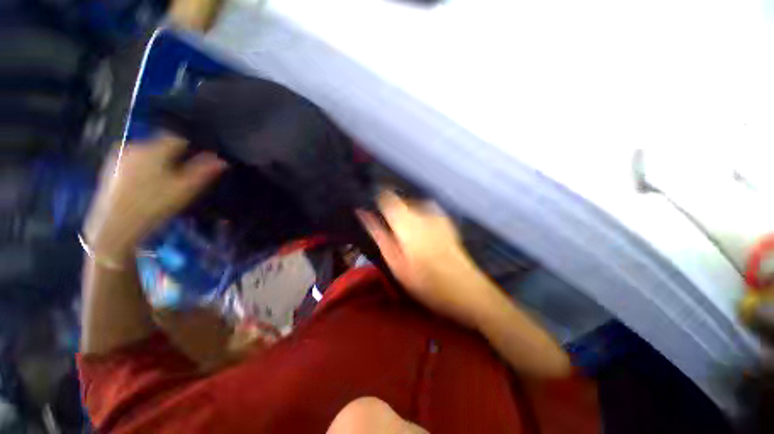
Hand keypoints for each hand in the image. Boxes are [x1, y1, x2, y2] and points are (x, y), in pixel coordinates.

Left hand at [83, 135, 226, 262]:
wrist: (114, 227)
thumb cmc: (154, 205)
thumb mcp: (185, 189)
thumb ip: (204, 171)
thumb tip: (221, 159)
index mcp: (154, 148)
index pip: (179, 138)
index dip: (193, 149)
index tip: (198, 164)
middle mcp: (135, 145)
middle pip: (162, 144)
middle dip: (175, 156)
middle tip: (182, 177)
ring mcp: (119, 156)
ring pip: (148, 152)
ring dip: (159, 162)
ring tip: (163, 183)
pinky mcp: (110, 167)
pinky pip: (135, 160)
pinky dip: (144, 167)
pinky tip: (145, 185)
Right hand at [358, 192, 490, 327]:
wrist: (465, 289)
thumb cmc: (426, 281)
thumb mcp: (396, 263)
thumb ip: (379, 235)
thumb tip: (364, 214)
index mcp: (407, 220)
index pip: (387, 196)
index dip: (376, 200)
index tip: (372, 212)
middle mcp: (423, 211)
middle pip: (400, 200)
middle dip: (391, 211)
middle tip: (388, 232)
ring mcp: (437, 214)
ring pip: (412, 206)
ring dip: (404, 216)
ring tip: (404, 236)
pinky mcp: (446, 220)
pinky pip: (424, 212)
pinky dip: (417, 218)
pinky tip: (420, 236)